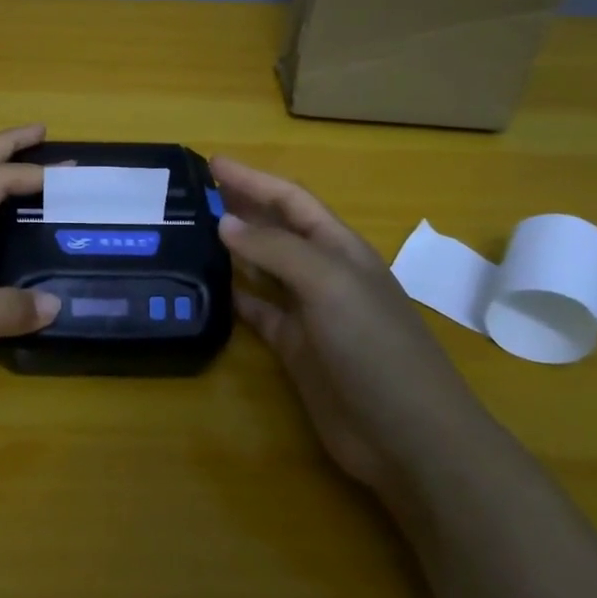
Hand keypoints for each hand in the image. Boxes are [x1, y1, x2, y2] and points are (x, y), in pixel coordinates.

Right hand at [213, 157, 483, 497]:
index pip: (290, 200)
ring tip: (189, 232)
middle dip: (240, 206)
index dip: (253, 179)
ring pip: (263, 268)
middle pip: (275, 229)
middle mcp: (323, 273)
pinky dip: (234, 297)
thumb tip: (225, 223)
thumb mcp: (329, 285)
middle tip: (191, 193)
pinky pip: (257, 312)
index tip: (210, 162)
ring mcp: (309, 312)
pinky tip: (207, 288)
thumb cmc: (375, 347)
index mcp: (339, 248)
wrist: (407, 435)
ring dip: (232, 249)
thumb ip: (276, 251)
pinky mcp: (295, 349)